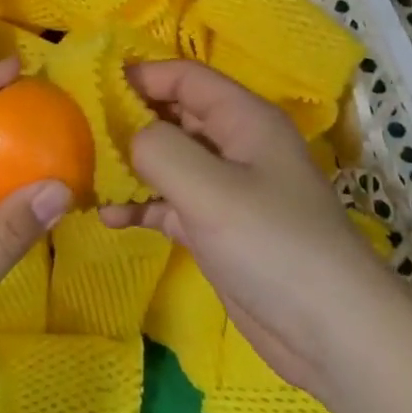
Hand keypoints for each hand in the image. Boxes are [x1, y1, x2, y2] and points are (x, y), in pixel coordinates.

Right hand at [100, 60, 396, 396]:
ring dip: (128, 166)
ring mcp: (225, 188)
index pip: (184, 77)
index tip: (90, 88)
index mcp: (243, 118)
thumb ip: (158, 148)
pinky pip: (169, 202)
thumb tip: (126, 136)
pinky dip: (141, 205)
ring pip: (167, 160)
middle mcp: (234, 144)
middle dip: (127, 121)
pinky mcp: (217, 228)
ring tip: (85, 176)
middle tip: (77, 133)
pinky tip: (109, 216)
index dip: (139, 76)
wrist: (334, 336)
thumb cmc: (273, 244)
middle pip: (172, 115)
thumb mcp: (209, 188)